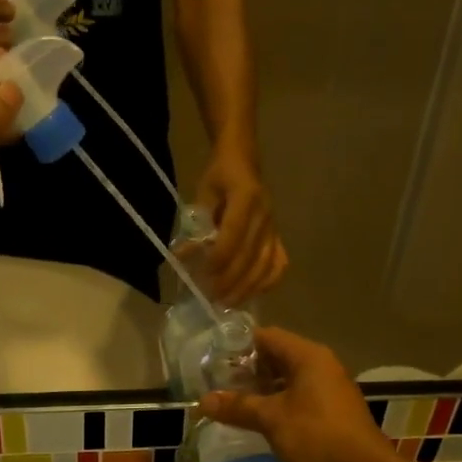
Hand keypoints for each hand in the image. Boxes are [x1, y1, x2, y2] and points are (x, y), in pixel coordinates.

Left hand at [195, 147, 288, 303]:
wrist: (243, 159)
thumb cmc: (220, 175)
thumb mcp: (203, 194)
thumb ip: (196, 225)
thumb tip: (182, 257)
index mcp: (246, 197)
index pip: (234, 234)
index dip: (219, 258)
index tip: (203, 275)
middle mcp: (265, 214)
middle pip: (250, 256)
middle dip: (230, 281)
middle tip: (212, 298)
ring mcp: (274, 226)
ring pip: (266, 264)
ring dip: (247, 288)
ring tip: (228, 303)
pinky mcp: (278, 235)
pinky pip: (279, 263)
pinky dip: (268, 282)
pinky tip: (252, 293)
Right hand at [198, 328, 395, 461]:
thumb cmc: (316, 434)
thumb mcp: (271, 418)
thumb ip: (238, 406)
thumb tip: (202, 401)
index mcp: (308, 356)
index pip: (267, 336)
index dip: (239, 346)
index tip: (214, 360)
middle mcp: (321, 365)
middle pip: (278, 357)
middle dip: (248, 371)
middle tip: (219, 384)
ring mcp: (330, 389)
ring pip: (289, 380)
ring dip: (263, 390)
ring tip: (234, 403)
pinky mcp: (332, 412)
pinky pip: (299, 398)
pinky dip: (279, 405)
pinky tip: (260, 421)